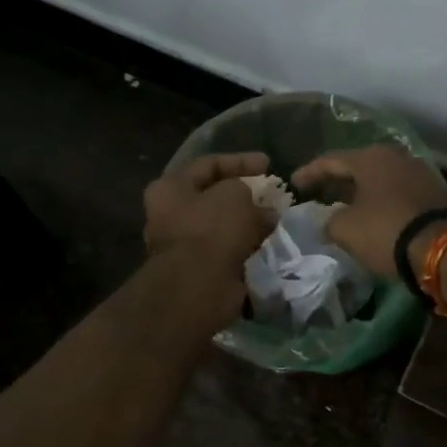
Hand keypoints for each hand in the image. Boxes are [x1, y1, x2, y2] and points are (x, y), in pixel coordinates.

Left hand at [143, 153, 275, 274]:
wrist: (200, 285)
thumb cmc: (212, 229)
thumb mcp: (235, 194)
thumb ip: (249, 193)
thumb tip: (264, 211)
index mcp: (170, 188)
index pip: (208, 164)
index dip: (240, 161)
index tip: (269, 164)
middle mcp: (170, 215)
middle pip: (214, 197)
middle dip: (246, 196)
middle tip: (272, 196)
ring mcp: (184, 245)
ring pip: (223, 226)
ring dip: (249, 223)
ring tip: (276, 220)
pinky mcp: (200, 269)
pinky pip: (228, 250)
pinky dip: (247, 246)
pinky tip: (269, 242)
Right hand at [291, 145, 446, 277]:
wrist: (440, 250)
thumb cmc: (385, 231)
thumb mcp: (345, 229)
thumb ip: (329, 220)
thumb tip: (330, 221)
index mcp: (371, 157)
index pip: (331, 160)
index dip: (310, 173)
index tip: (295, 183)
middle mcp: (397, 156)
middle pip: (359, 166)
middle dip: (339, 180)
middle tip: (321, 192)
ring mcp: (420, 172)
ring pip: (382, 178)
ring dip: (364, 190)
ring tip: (348, 205)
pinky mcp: (436, 191)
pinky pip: (400, 191)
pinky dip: (385, 199)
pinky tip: (377, 213)